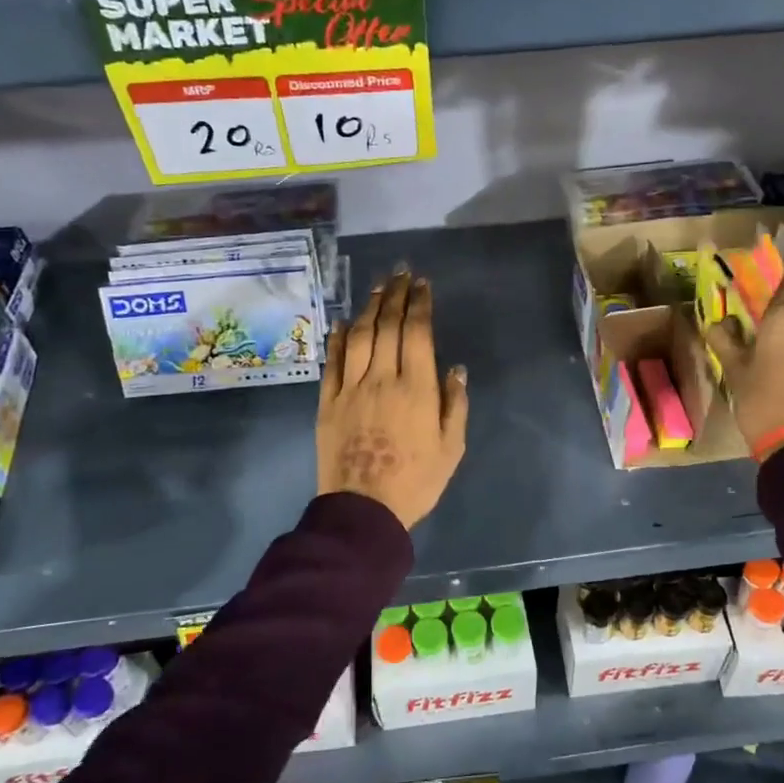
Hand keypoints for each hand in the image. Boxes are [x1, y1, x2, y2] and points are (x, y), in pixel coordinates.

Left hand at [317, 267, 468, 528]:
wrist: (364, 510)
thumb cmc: (416, 481)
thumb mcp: (451, 448)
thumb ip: (455, 405)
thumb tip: (455, 368)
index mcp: (417, 389)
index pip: (418, 333)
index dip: (420, 304)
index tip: (422, 284)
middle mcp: (382, 379)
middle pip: (387, 326)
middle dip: (396, 296)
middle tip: (400, 273)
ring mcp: (351, 388)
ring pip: (359, 337)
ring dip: (369, 308)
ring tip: (378, 287)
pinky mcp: (328, 402)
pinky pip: (332, 363)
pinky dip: (337, 339)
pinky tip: (341, 322)